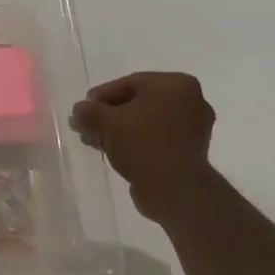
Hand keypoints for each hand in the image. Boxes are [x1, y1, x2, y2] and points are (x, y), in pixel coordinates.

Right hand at [70, 72, 217, 222]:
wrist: (176, 190)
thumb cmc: (143, 144)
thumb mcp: (106, 122)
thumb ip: (88, 111)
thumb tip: (79, 111)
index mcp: (176, 84)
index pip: (129, 84)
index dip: (100, 96)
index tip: (83, 110)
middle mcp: (192, 100)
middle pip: (138, 102)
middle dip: (109, 115)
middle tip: (87, 127)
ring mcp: (194, 127)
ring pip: (147, 122)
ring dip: (120, 130)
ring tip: (96, 142)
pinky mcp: (191, 151)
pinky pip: (157, 138)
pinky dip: (136, 142)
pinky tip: (115, 152)